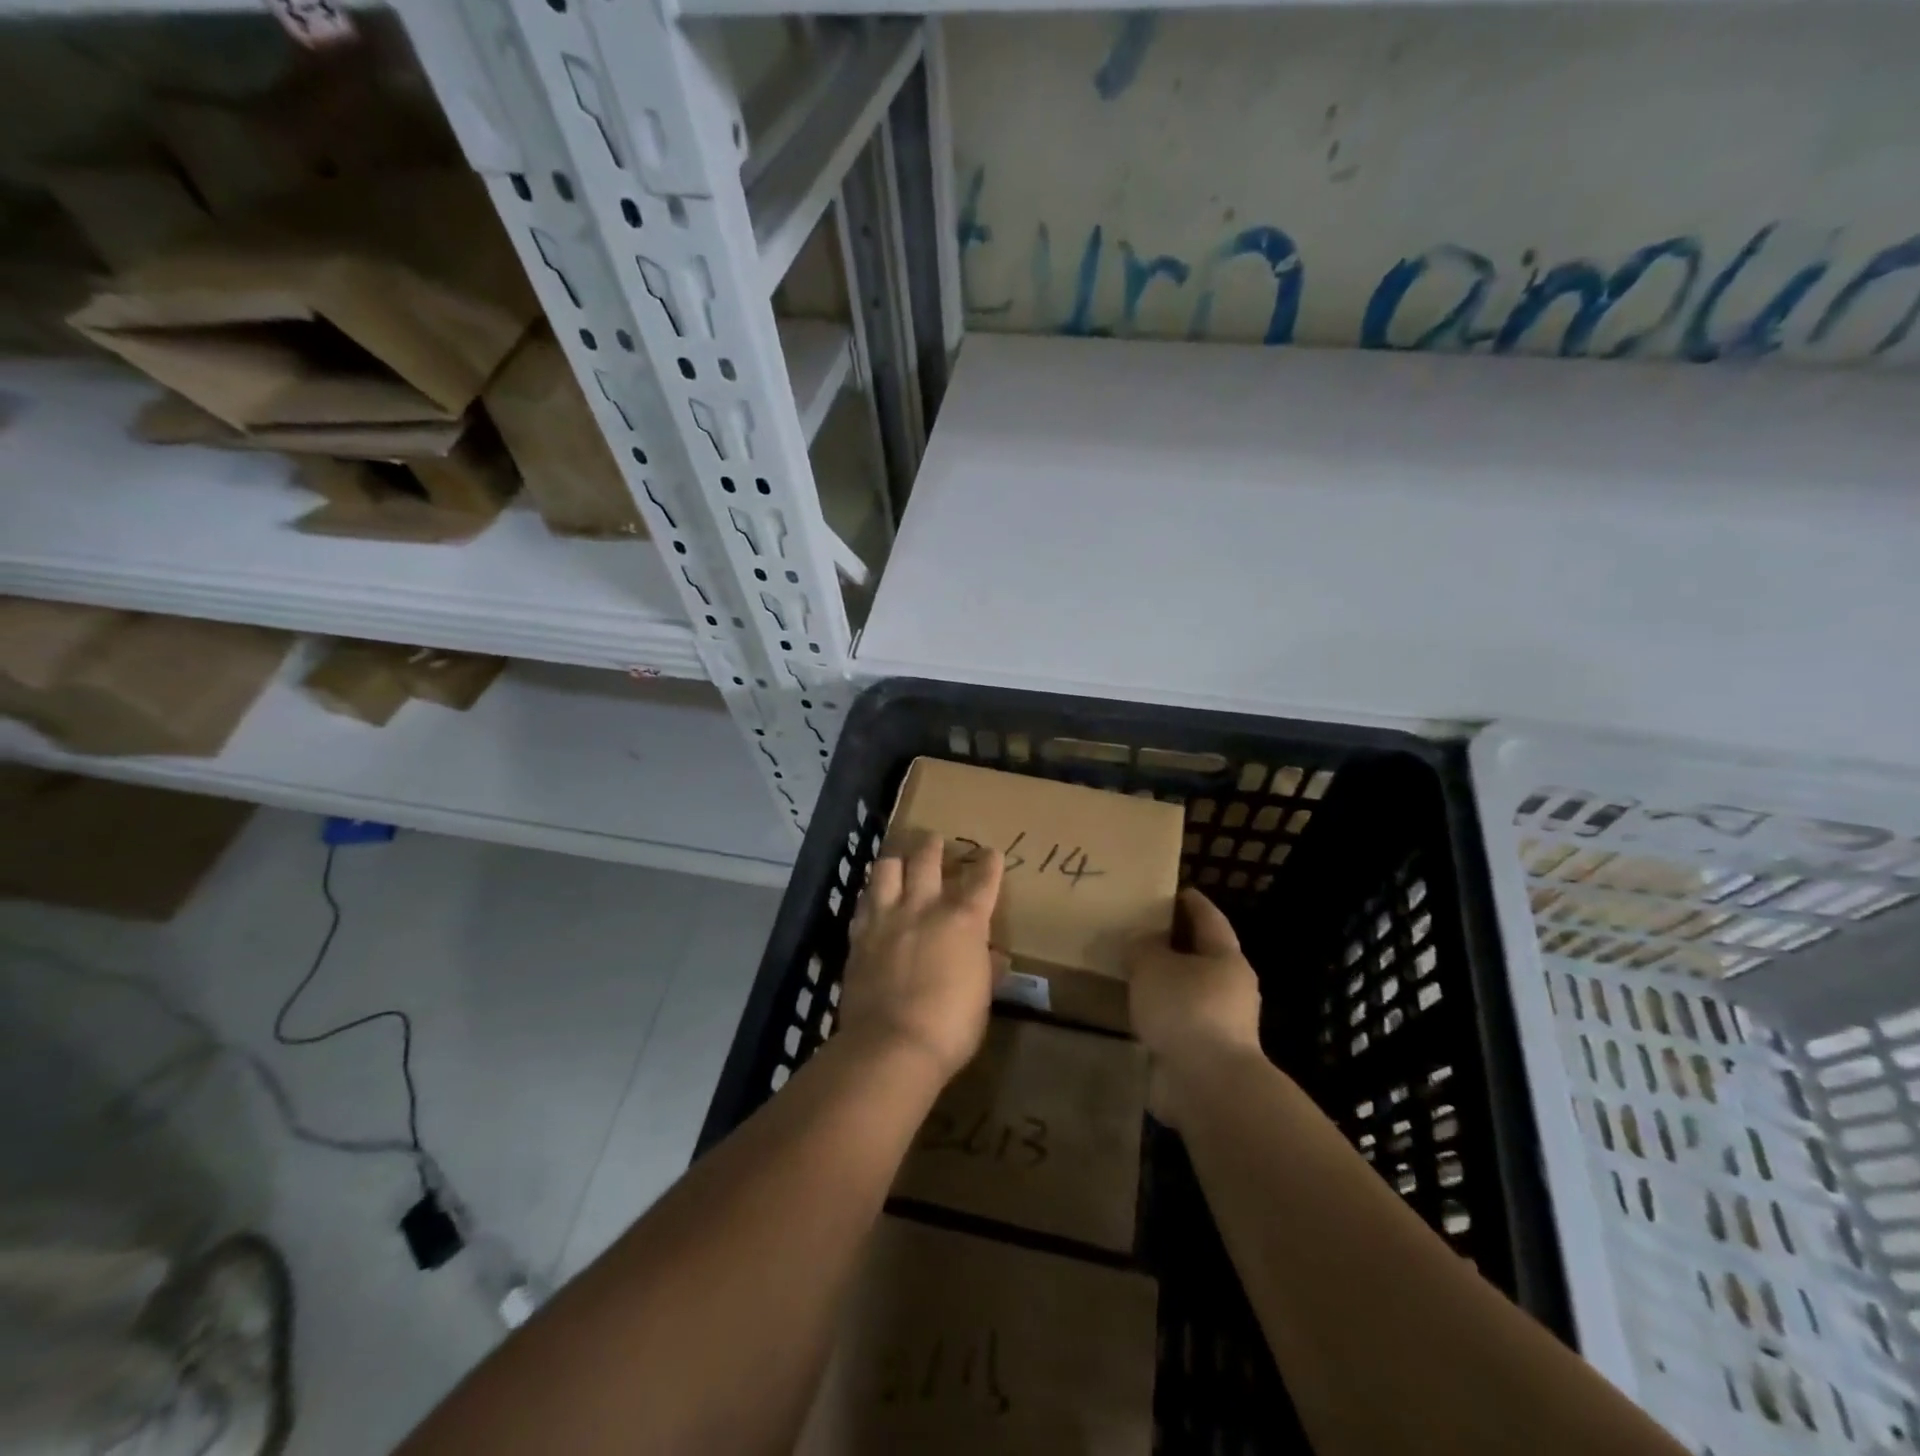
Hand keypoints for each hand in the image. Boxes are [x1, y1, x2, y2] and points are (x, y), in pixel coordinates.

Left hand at [840, 833, 1004, 1084]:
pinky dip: (871, 895)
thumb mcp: (981, 998)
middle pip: (927, 858)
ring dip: (895, 860)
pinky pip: (863, 902)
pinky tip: (873, 899)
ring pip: (886, 869)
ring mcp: (887, 918)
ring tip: (898, 861)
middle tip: (934, 840)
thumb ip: (985, 969)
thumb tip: (993, 955)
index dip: (989, 863)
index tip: (991, 854)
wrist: (891, 1044)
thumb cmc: (950, 1026)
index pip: (982, 880)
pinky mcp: (859, 935)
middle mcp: (924, 907)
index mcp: (963, 921)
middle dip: (933, 845)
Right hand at [1127, 889, 1264, 1121]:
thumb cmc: (1186, 1010)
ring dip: (1166, 981)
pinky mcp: (1207, 1053)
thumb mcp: (1153, 965)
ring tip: (1132, 972)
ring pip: (1189, 989)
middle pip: (1201, 953)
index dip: (1188, 901)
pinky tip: (1138, 1011)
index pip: (1208, 916)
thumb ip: (1143, 947)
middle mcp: (1231, 987)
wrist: (1208, 1086)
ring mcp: (1222, 1023)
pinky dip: (1162, 1012)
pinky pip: (1180, 1020)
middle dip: (1173, 943)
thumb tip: (1142, 941)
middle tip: (1139, 931)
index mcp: (1226, 957)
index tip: (1166, 891)